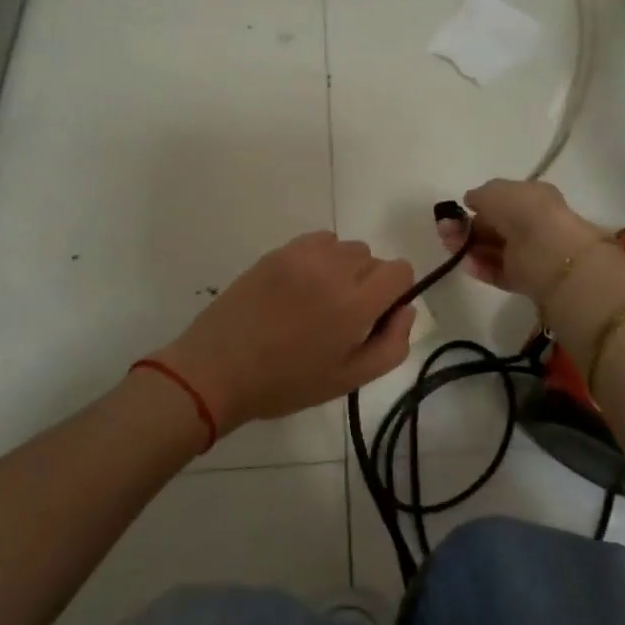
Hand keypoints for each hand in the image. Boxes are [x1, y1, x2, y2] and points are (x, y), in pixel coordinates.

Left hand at [156, 233, 415, 432]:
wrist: (218, 369)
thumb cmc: (286, 383)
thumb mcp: (348, 380)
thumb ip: (391, 345)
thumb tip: (406, 310)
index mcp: (355, 304)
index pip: (400, 270)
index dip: (395, 293)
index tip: (374, 317)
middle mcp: (333, 270)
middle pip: (373, 259)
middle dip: (368, 284)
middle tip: (340, 317)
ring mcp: (302, 256)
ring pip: (346, 248)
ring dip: (343, 269)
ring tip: (317, 301)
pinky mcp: (279, 251)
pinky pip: (318, 241)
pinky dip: (320, 258)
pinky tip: (300, 286)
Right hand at [435, 179, 608, 299]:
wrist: (549, 252)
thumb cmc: (523, 212)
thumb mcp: (495, 191)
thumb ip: (479, 195)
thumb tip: (471, 201)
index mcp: (532, 198)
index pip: (501, 202)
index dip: (478, 205)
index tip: (455, 211)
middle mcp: (532, 224)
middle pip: (494, 227)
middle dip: (467, 227)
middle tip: (444, 229)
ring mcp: (529, 253)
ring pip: (493, 249)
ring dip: (469, 246)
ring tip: (448, 244)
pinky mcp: (525, 279)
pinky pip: (498, 272)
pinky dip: (481, 267)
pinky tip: (465, 263)